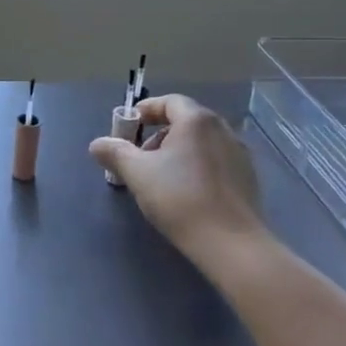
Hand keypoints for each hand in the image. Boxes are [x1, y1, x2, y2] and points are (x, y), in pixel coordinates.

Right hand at [90, 94, 265, 249]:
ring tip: (161, 177)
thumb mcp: (137, 173)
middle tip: (140, 157)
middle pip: (185, 121)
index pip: (169, 102)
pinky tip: (186, 192)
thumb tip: (97, 144)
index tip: (128, 127)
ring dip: (177, 151)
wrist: (231, 243)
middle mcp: (222, 129)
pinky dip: (196, 165)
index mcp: (197, 121)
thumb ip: (115, 152)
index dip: (146, 110)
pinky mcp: (248, 178)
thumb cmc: (180, 199)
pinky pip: (215, 160)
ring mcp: (239, 154)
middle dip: (158, 134)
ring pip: (201, 142)